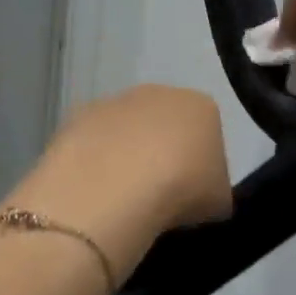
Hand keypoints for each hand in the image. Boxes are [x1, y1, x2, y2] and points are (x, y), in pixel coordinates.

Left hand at [8, 85, 231, 281]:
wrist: (116, 188)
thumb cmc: (181, 190)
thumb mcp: (220, 202)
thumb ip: (215, 189)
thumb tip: (201, 194)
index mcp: (201, 106)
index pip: (209, 132)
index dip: (202, 165)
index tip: (194, 193)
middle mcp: (158, 92)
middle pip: (164, 124)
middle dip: (162, 153)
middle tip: (159, 194)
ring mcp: (113, 101)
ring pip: (125, 131)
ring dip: (125, 156)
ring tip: (123, 198)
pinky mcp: (75, 117)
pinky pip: (93, 142)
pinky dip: (94, 162)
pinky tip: (96, 192)